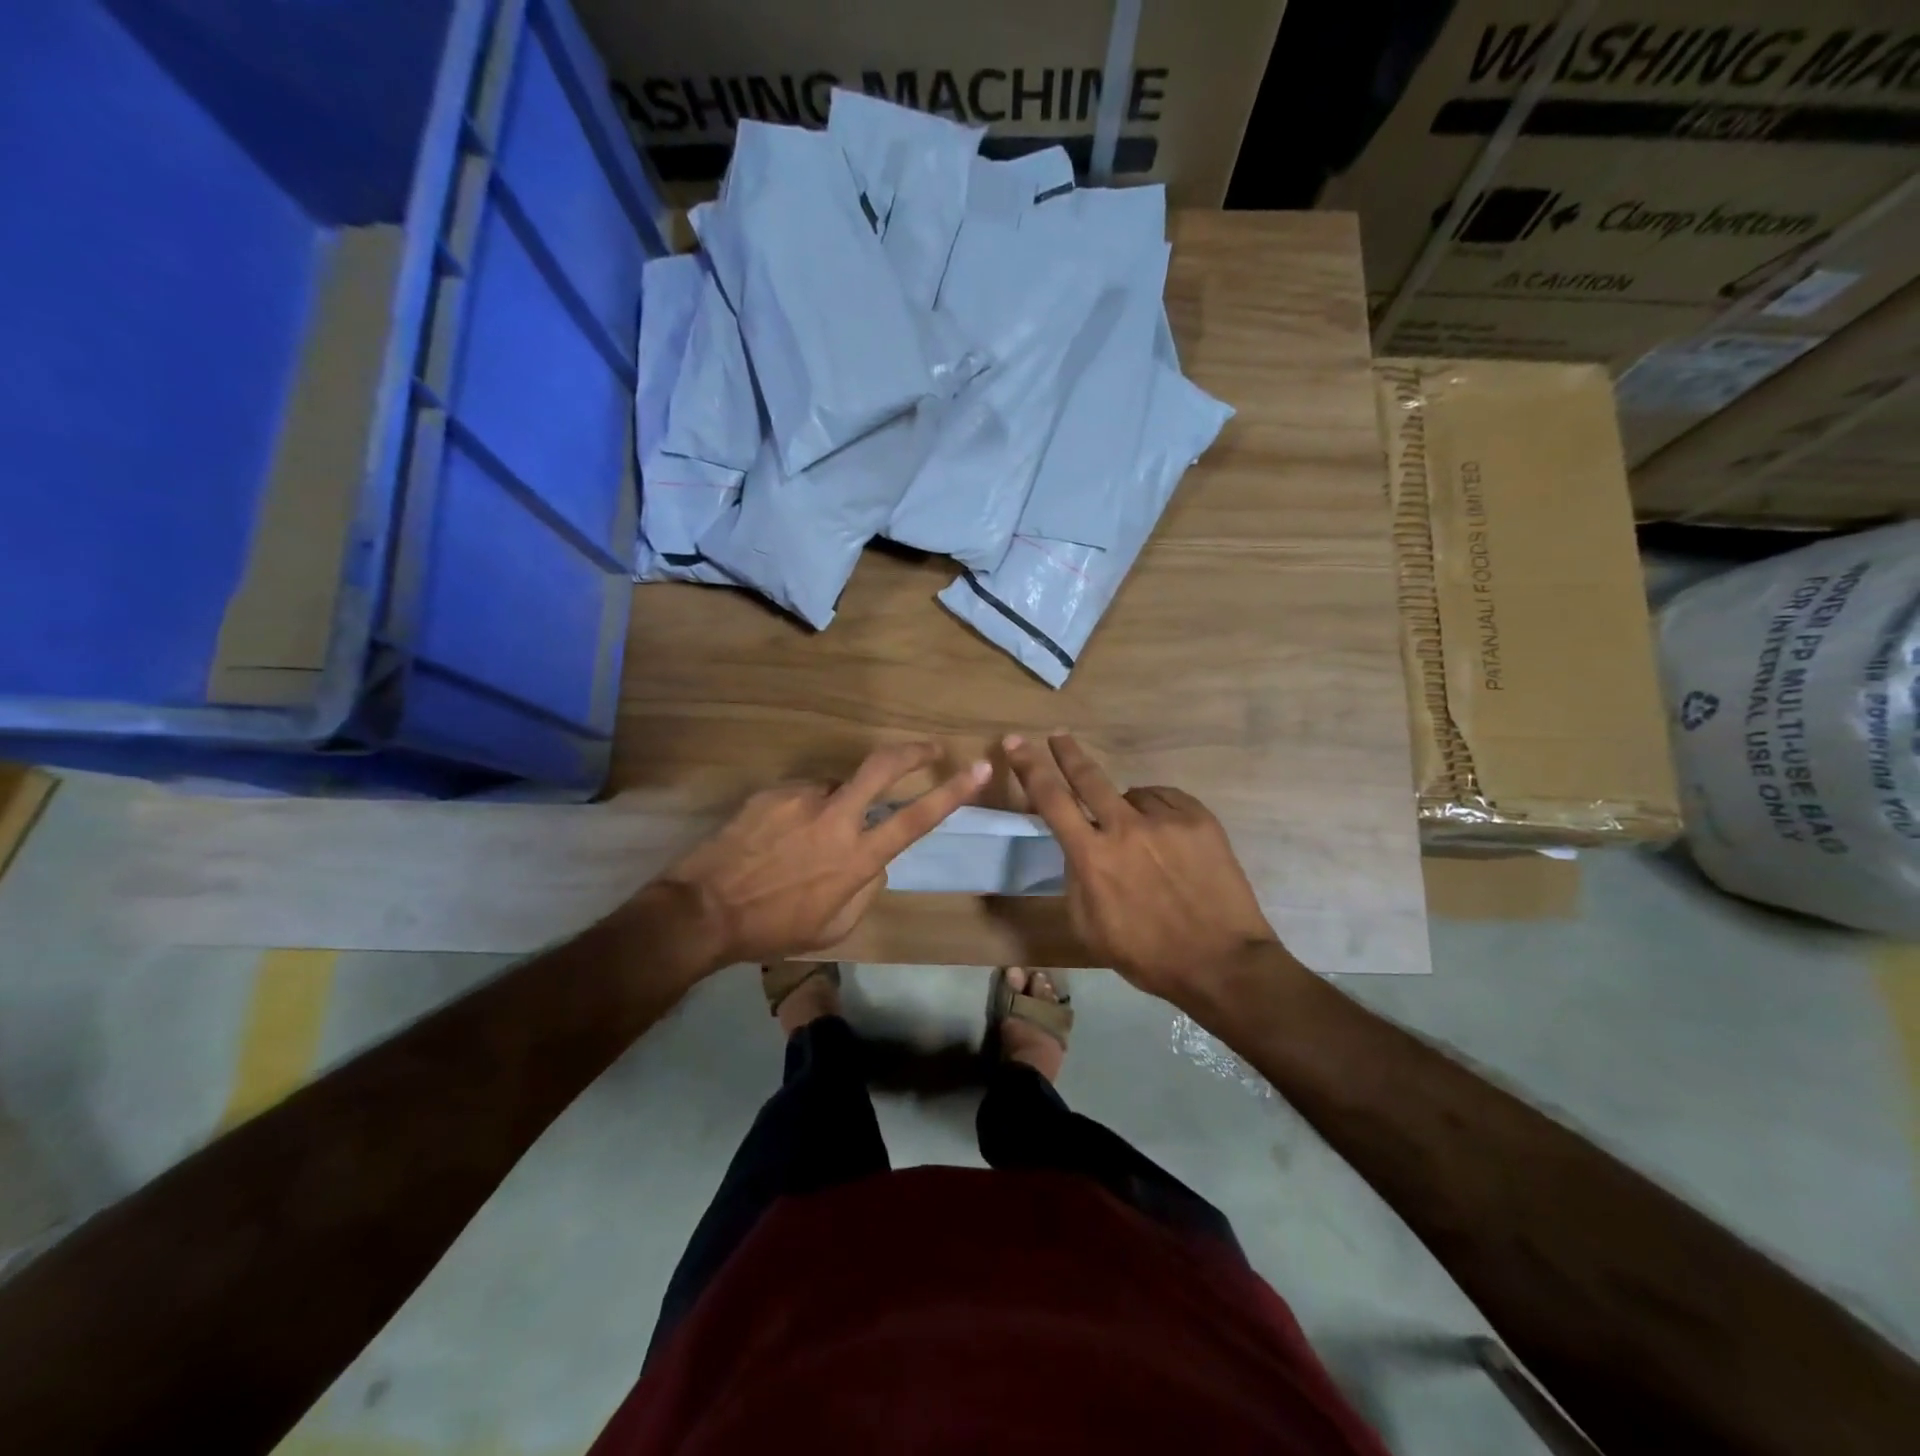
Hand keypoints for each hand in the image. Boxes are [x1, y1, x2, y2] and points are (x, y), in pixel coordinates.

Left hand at [656, 742, 990, 966]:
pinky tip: (779, 836)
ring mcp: (802, 798)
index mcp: (857, 857)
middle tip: (930, 748)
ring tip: (806, 837)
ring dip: (837, 803)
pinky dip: (804, 810)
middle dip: (914, 751)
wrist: (704, 910)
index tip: (977, 768)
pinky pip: (803, 794)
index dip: (953, 792)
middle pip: (884, 766)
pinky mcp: (774, 792)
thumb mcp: (835, 926)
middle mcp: (836, 818)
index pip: (916, 818)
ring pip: (837, 786)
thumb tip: (877, 860)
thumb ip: (867, 888)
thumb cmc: (775, 928)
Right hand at [1003, 733, 1282, 1002]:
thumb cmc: (1147, 955)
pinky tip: (1168, 840)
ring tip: (1144, 842)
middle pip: (1089, 776)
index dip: (1029, 767)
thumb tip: (1077, 849)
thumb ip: (1075, 880)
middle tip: (1058, 735)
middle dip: (1068, 752)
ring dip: (1128, 810)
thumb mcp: (1089, 927)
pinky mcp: (1199, 819)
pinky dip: (1159, 814)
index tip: (1016, 743)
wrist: (1222, 962)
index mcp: (1092, 857)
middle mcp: (1125, 828)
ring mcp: (1166, 820)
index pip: (1051, 800)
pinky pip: (1167, 802)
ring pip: (1133, 796)